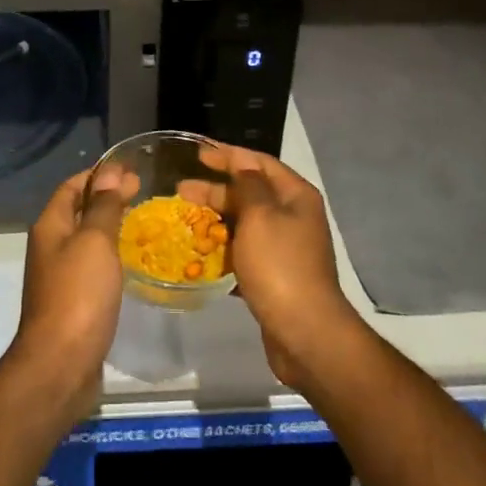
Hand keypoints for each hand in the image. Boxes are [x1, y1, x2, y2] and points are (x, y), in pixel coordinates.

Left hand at [8, 166, 131, 418]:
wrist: (60, 365)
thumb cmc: (78, 295)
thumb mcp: (94, 242)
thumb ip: (103, 206)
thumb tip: (110, 171)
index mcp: (51, 227)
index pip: (72, 187)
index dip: (98, 174)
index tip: (130, 170)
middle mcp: (51, 247)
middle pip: (77, 212)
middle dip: (106, 198)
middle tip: (142, 193)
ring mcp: (60, 277)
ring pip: (86, 241)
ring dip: (109, 227)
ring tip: (141, 221)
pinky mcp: (74, 303)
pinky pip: (92, 267)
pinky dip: (110, 256)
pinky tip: (131, 262)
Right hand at [200, 146, 365, 386]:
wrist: (305, 332)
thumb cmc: (280, 265)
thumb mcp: (261, 216)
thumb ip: (248, 185)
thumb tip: (243, 165)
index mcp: (295, 196)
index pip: (258, 162)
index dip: (228, 155)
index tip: (198, 153)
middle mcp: (293, 216)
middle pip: (250, 192)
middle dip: (216, 190)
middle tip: (180, 190)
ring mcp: (285, 248)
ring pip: (245, 224)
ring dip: (216, 221)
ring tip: (185, 222)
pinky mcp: (274, 275)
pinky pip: (244, 253)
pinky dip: (223, 250)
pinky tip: (199, 255)